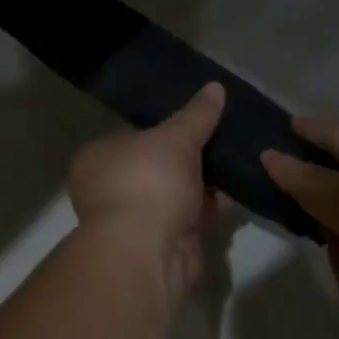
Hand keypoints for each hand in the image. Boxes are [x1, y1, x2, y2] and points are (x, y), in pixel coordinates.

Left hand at [68, 82, 225, 305]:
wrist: (148, 252)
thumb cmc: (148, 182)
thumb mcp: (175, 138)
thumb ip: (196, 114)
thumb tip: (215, 86)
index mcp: (98, 158)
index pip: (132, 135)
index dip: (163, 128)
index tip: (197, 119)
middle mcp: (111, 188)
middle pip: (157, 165)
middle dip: (189, 157)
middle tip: (225, 136)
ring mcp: (137, 219)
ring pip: (177, 192)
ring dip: (205, 182)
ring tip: (240, 157)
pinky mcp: (164, 243)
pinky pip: (192, 216)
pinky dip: (213, 205)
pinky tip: (241, 188)